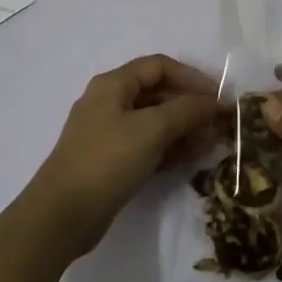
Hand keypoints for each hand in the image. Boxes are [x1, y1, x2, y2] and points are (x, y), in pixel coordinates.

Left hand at [28, 55, 221, 258]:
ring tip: (208, 145)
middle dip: (190, 106)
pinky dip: (168, 148)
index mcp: (113, 84)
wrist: (62, 214)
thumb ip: (187, 110)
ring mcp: (108, 132)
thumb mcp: (152, 129)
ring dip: (183, 129)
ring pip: (154, 121)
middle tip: (218, 126)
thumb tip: (216, 101)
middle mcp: (109, 102)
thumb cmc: (107, 161)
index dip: (191, 77)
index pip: (159, 66)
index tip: (218, 98)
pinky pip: (146, 144)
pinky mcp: (110, 160)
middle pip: (157, 93)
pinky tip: (187, 161)